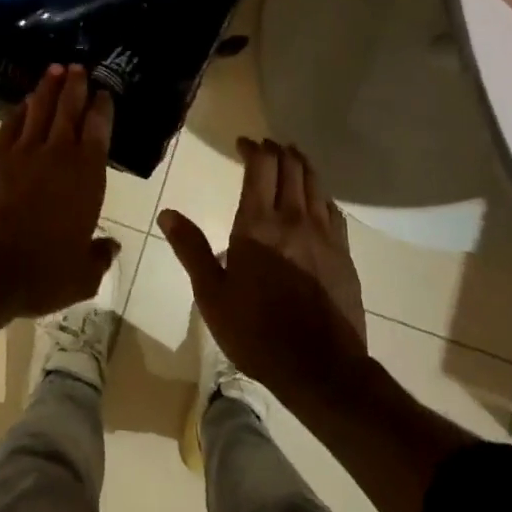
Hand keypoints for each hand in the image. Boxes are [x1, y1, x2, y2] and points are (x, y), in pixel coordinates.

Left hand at [0, 64, 118, 319]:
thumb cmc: (40, 274)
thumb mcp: (81, 276)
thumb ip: (99, 256)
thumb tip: (111, 246)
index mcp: (86, 177)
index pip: (98, 131)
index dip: (102, 108)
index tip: (104, 92)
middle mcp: (57, 156)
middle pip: (68, 111)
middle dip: (75, 87)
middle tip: (78, 66)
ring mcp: (21, 153)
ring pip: (38, 111)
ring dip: (48, 89)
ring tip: (54, 70)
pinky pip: (10, 126)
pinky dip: (19, 111)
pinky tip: (23, 103)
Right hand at [160, 138, 367, 401]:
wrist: (321, 368)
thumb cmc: (257, 332)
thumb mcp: (212, 295)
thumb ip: (191, 249)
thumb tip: (167, 214)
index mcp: (258, 224)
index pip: (261, 166)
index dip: (252, 148)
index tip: (242, 143)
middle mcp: (294, 218)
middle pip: (291, 167)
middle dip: (276, 150)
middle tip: (264, 146)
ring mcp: (324, 234)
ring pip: (315, 183)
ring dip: (300, 164)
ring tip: (290, 159)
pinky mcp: (343, 253)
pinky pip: (332, 209)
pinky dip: (320, 194)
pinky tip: (316, 200)